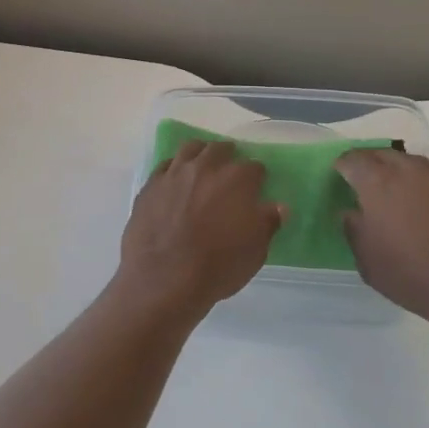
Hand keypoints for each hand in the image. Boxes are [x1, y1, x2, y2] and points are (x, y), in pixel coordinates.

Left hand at [118, 140, 281, 311]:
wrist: (164, 278)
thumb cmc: (218, 266)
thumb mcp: (255, 251)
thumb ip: (267, 223)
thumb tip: (278, 207)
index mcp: (237, 180)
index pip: (254, 167)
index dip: (257, 178)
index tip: (256, 187)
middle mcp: (205, 168)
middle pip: (219, 149)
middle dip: (228, 156)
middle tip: (229, 171)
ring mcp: (174, 174)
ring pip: (189, 149)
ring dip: (200, 153)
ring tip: (202, 165)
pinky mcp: (150, 186)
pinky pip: (164, 167)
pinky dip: (174, 169)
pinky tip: (175, 180)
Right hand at [336, 149, 428, 329]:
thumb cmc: (411, 274)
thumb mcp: (366, 259)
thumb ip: (354, 228)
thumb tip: (353, 213)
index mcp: (378, 181)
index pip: (352, 160)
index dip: (342, 168)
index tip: (339, 181)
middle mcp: (411, 169)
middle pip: (383, 155)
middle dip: (371, 166)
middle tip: (365, 186)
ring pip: (414, 166)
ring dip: (402, 176)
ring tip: (400, 200)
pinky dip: (428, 192)